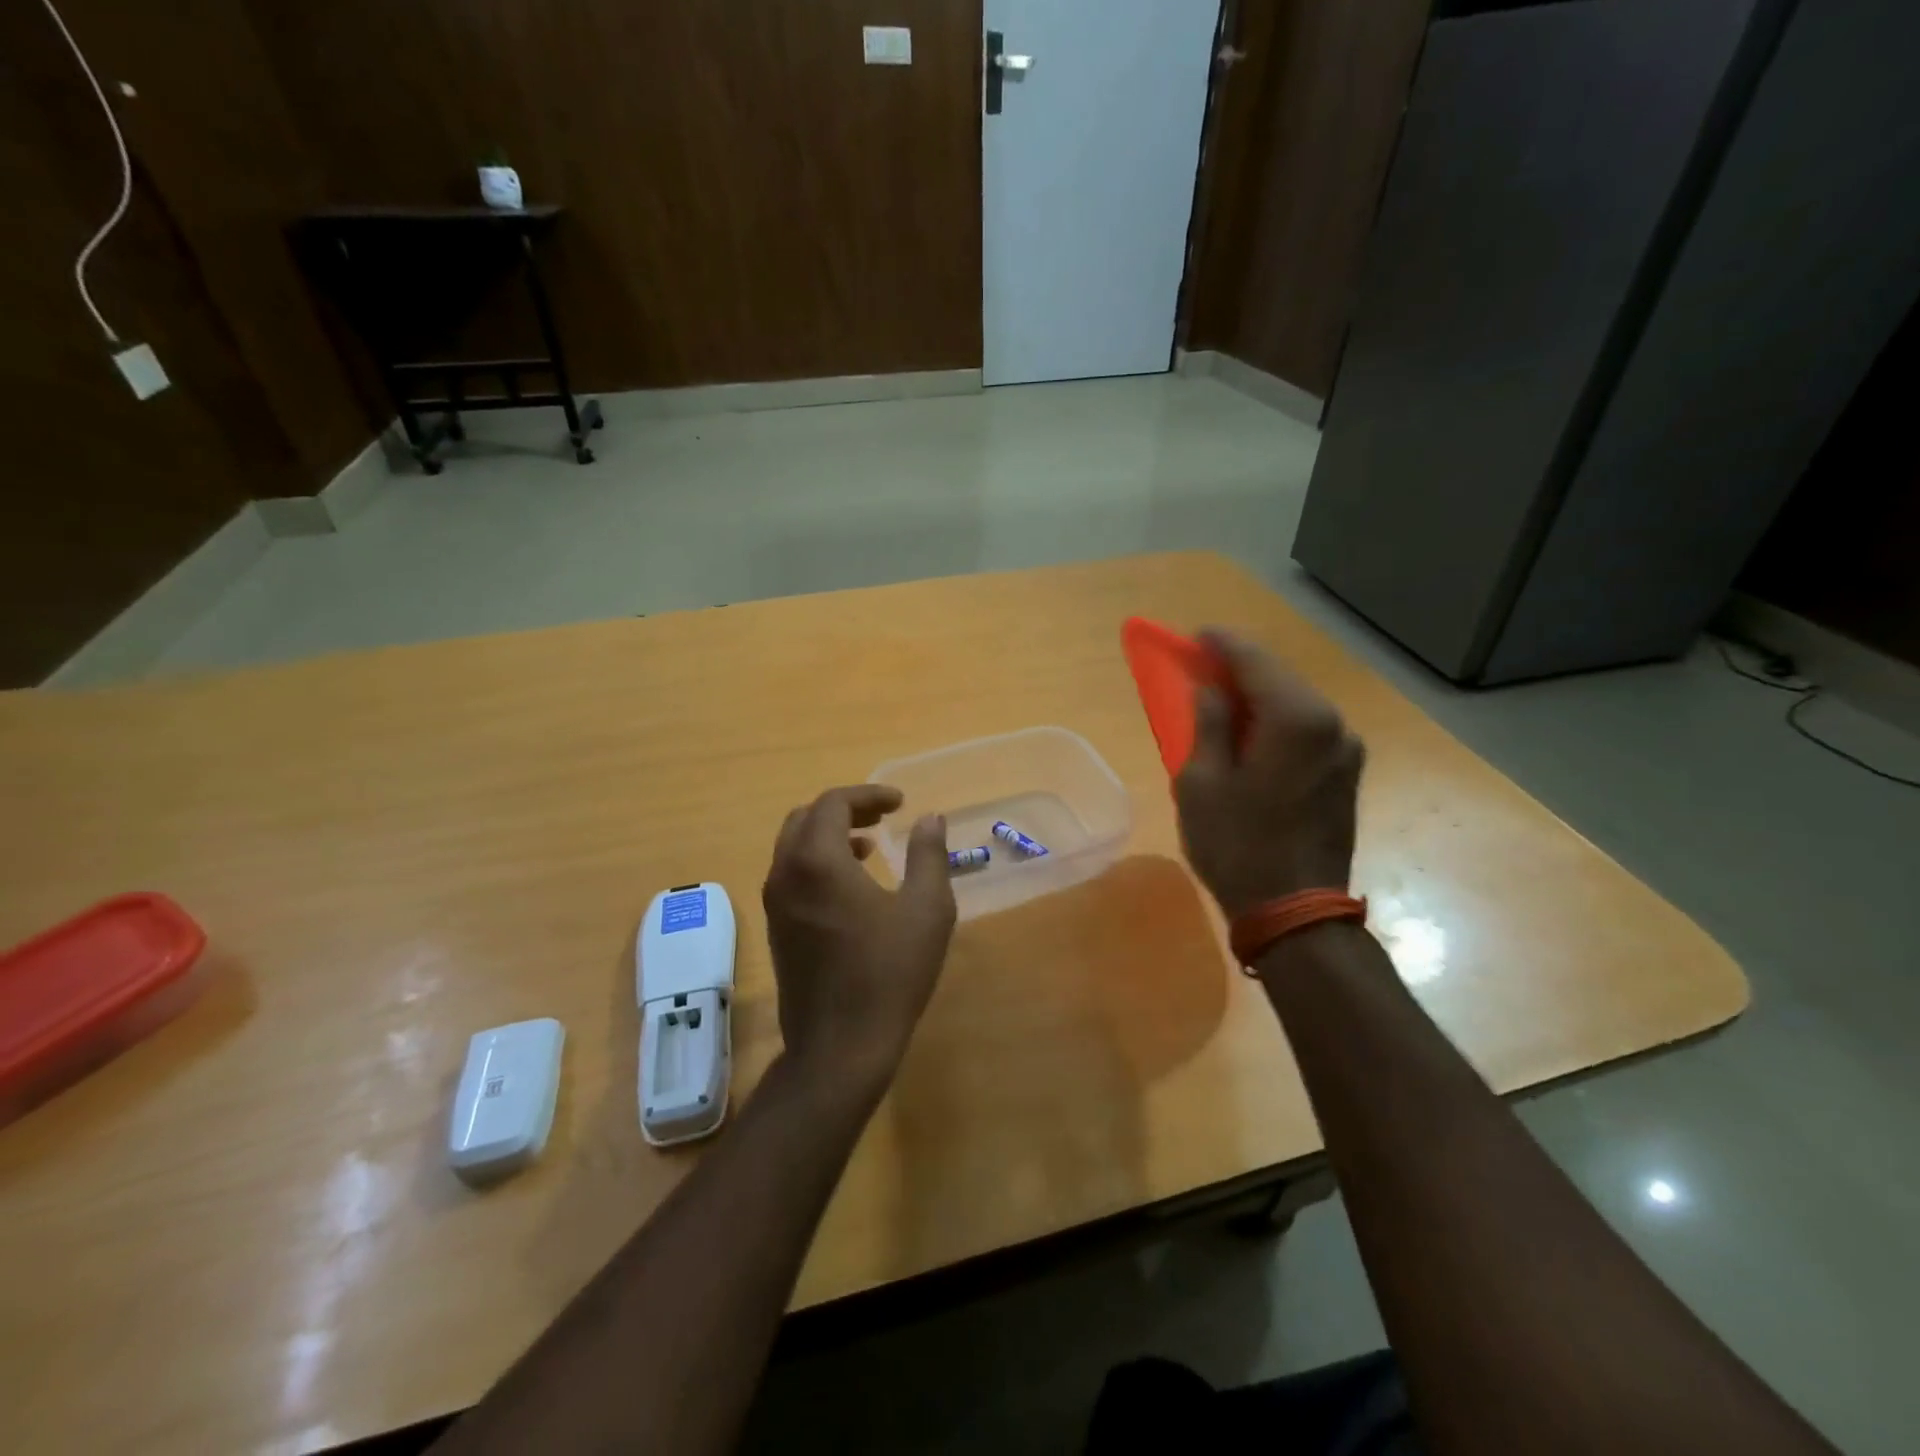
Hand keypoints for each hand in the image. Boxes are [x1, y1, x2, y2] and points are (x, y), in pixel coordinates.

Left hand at [762, 785, 956, 1094]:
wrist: (840, 1047)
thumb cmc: (888, 973)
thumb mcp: (926, 909)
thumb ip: (928, 855)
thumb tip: (930, 818)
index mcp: (817, 860)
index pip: (834, 803)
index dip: (869, 795)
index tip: (900, 803)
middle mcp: (785, 873)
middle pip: (807, 818)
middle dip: (845, 809)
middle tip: (882, 818)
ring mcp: (775, 903)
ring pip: (794, 846)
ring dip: (830, 835)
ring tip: (870, 845)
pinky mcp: (776, 928)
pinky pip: (791, 874)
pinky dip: (818, 862)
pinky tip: (852, 885)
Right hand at [1174, 629, 1364, 917]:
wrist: (1295, 912)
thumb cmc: (1237, 845)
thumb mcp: (1202, 782)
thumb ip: (1208, 724)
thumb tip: (1211, 691)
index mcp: (1297, 719)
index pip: (1255, 662)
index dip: (1222, 644)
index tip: (1195, 636)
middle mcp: (1333, 724)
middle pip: (1281, 679)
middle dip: (1241, 669)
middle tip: (1203, 667)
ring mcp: (1346, 751)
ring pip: (1296, 706)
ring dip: (1259, 698)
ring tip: (1222, 701)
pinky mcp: (1346, 776)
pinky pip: (1306, 732)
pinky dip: (1276, 723)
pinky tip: (1251, 734)